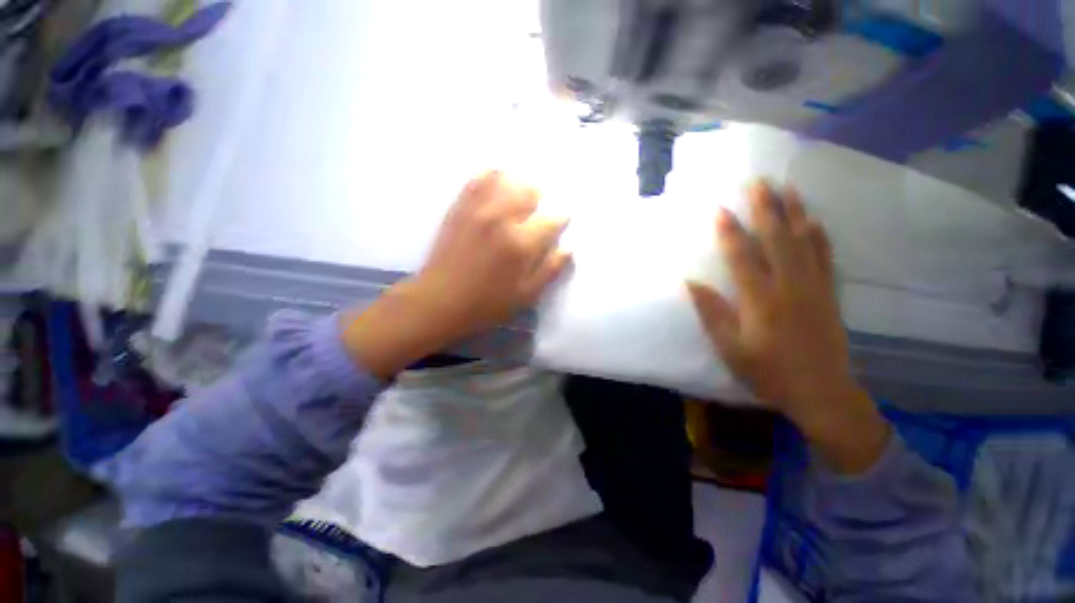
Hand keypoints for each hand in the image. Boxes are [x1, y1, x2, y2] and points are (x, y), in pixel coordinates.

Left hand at [343, 171, 569, 378]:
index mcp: (522, 243)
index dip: (560, 220)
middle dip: (540, 201)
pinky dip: (491, 176)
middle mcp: (502, 218)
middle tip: (537, 214)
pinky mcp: (459, 208)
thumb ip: (550, 270)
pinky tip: (497, 182)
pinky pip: (477, 180)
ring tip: (520, 199)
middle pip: (530, 192)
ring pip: (506, 180)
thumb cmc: (487, 304)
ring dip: (519, 187)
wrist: (440, 301)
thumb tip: (567, 249)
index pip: (552, 219)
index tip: (560, 224)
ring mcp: (477, 209)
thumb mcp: (526, 295)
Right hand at [687, 180, 887, 473]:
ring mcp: (814, 287)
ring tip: (787, 188)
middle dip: (766, 209)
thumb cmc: (768, 372)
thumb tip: (692, 282)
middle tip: (757, 182)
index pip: (742, 257)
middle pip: (777, 240)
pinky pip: (825, 257)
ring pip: (804, 242)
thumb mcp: (730, 348)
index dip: (730, 233)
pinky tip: (814, 220)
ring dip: (795, 212)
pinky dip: (819, 235)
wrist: (821, 392)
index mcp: (760, 301)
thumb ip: (712, 313)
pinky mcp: (828, 293)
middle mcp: (789, 287)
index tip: (721, 209)